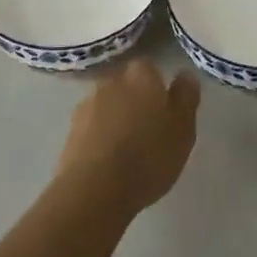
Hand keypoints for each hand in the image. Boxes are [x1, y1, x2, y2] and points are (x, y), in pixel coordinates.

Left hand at [56, 59, 198, 215]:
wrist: (94, 189)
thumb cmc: (149, 156)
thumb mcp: (183, 129)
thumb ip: (186, 98)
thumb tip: (184, 74)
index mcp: (141, 76)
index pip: (149, 67)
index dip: (157, 85)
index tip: (164, 107)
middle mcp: (111, 82)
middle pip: (126, 85)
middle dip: (135, 100)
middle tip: (149, 128)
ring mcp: (87, 105)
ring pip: (107, 105)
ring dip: (116, 118)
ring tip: (127, 148)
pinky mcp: (70, 130)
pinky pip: (91, 126)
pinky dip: (100, 136)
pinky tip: (108, 160)